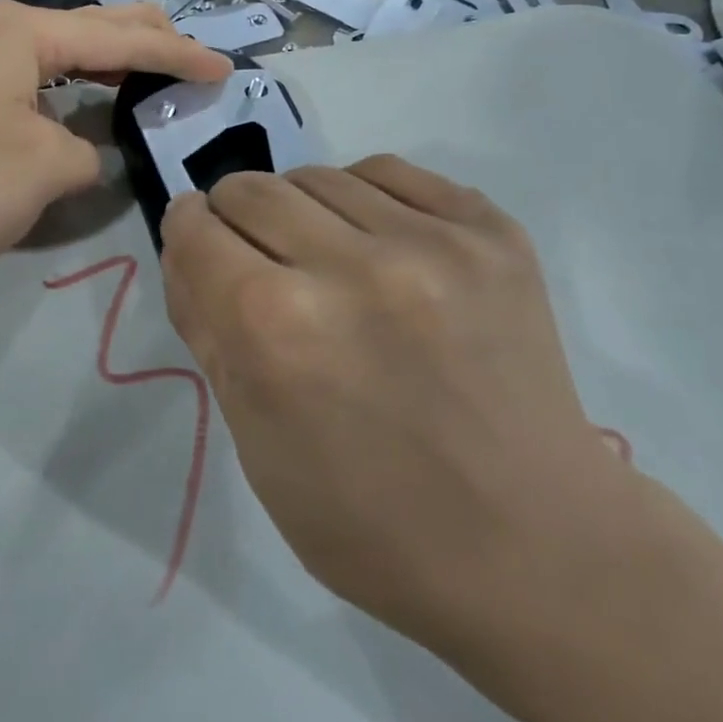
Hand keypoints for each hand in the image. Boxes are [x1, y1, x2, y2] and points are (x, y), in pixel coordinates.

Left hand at [0, 1, 229, 302]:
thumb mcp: (37, 173)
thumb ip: (84, 157)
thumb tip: (79, 153)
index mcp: (19, 31)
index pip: (119, 38)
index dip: (177, 56)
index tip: (223, 69)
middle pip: (80, 26)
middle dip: (137, 39)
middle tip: (182, 53)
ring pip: (40, 52)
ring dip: (90, 64)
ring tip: (128, 74)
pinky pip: (7, 77)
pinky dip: (49, 87)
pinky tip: (54, 105)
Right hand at [160, 156, 635, 660]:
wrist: (534, 548)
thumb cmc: (369, 520)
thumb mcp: (251, 439)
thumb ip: (205, 326)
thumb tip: (187, 242)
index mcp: (274, 328)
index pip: (194, 227)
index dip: (189, 236)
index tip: (204, 251)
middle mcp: (347, 267)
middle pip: (249, 188)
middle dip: (237, 220)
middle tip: (265, 264)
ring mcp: (430, 242)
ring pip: (317, 175)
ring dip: (303, 212)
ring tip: (329, 261)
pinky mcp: (489, 232)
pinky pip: (388, 173)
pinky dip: (366, 202)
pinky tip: (382, 249)